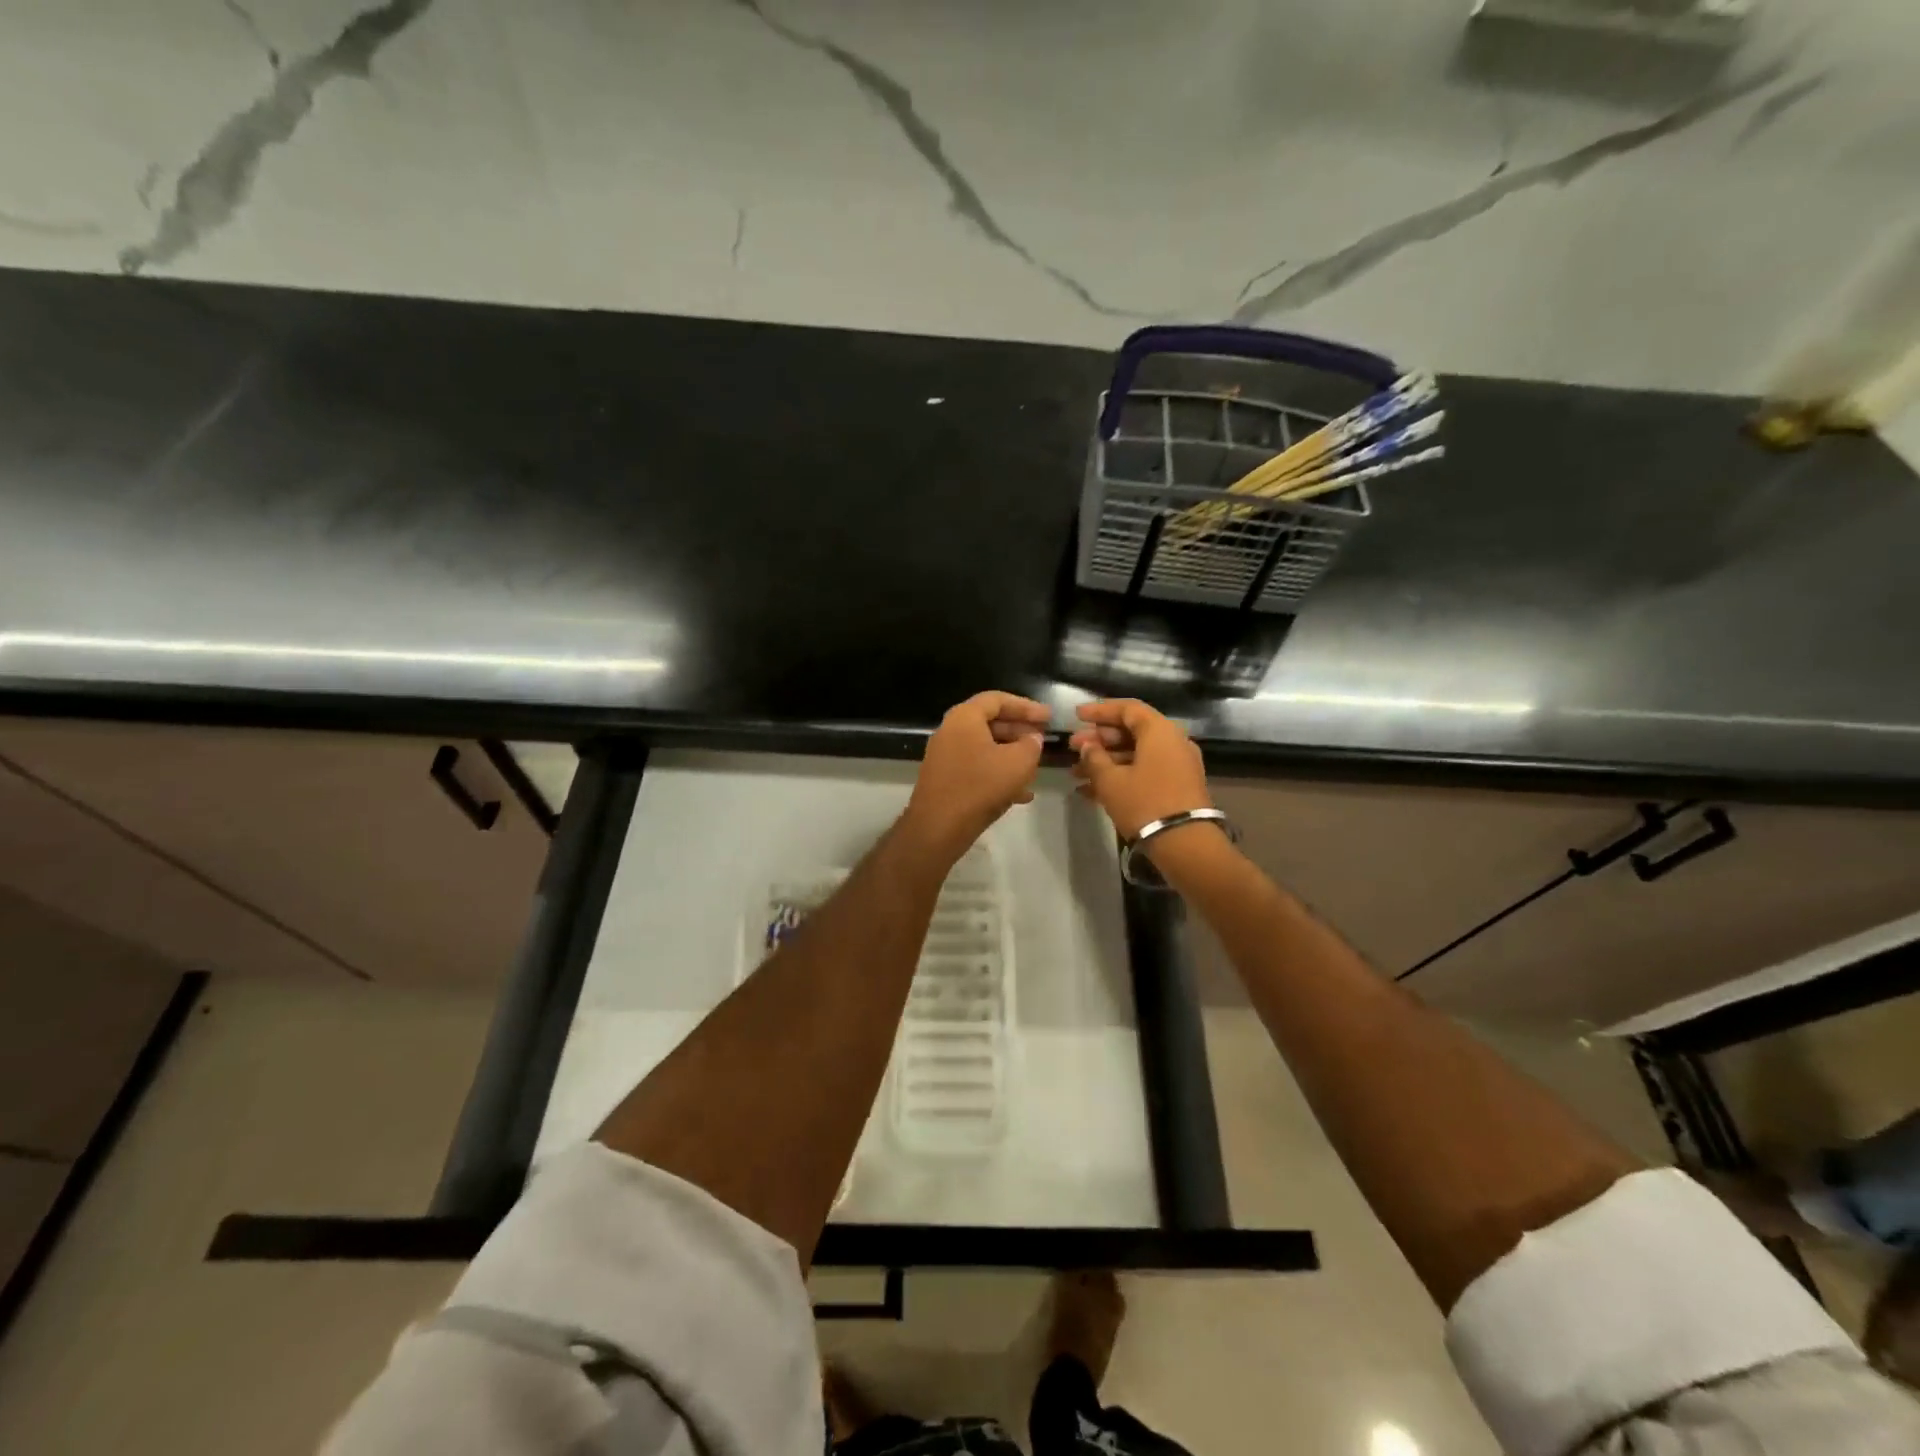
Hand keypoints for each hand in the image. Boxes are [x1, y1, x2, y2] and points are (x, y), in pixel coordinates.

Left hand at [904, 691, 1050, 861]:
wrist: (938, 828)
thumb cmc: (980, 787)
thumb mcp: (1018, 763)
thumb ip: (1031, 745)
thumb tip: (1032, 739)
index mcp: (964, 718)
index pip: (997, 699)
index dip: (1026, 706)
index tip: (1048, 717)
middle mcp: (950, 731)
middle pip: (990, 722)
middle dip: (1020, 731)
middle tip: (1043, 739)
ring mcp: (945, 757)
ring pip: (985, 748)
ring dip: (1011, 754)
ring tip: (1035, 767)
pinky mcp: (946, 780)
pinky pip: (977, 769)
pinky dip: (998, 774)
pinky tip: (1021, 794)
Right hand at [1068, 699, 1211, 840]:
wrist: (1185, 844)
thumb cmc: (1144, 803)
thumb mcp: (1110, 780)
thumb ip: (1094, 757)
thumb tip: (1088, 746)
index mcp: (1159, 731)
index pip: (1128, 709)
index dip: (1100, 710)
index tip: (1077, 716)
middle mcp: (1172, 742)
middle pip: (1131, 731)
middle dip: (1099, 739)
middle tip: (1073, 748)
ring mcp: (1177, 766)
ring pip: (1135, 754)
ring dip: (1105, 761)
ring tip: (1075, 773)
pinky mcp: (1176, 787)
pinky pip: (1144, 772)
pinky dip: (1120, 776)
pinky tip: (1090, 791)